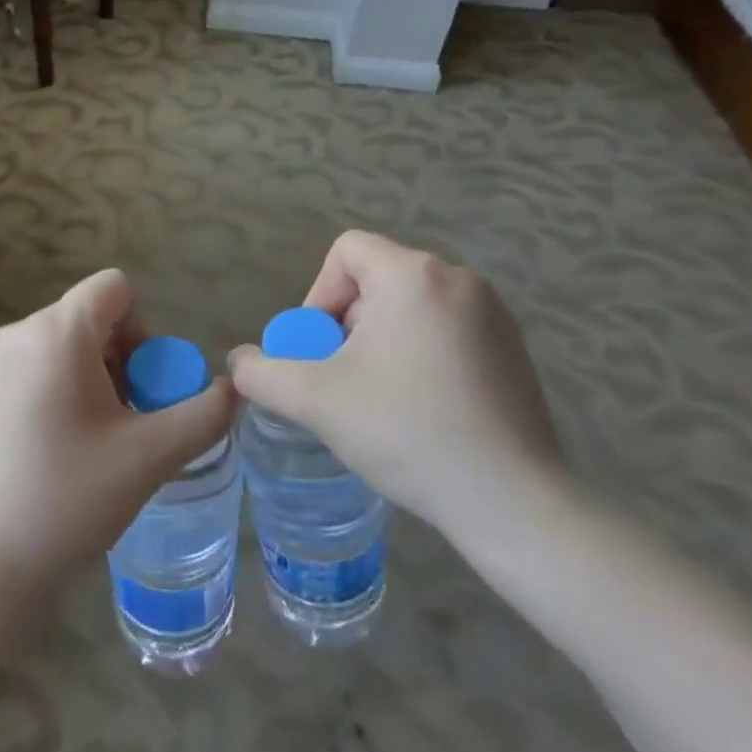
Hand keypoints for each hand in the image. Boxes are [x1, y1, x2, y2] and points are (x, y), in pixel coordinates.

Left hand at [0, 269, 238, 597]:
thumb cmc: (66, 502)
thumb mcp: (149, 458)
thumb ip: (203, 415)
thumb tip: (233, 391)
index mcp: (57, 333)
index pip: (113, 289)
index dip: (142, 329)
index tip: (140, 388)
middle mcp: (13, 335)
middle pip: (84, 320)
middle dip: (115, 361)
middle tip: (120, 425)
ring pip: (51, 349)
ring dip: (81, 381)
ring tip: (83, 447)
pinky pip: (19, 374)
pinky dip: (43, 397)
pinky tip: (40, 460)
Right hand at [228, 231, 563, 556]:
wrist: (511, 500)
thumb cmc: (407, 432)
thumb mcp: (316, 400)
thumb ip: (263, 373)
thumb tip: (238, 362)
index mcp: (413, 274)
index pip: (347, 251)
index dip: (319, 294)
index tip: (320, 349)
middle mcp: (458, 278)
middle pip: (378, 279)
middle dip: (349, 324)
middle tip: (345, 379)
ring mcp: (493, 312)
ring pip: (411, 304)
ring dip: (383, 340)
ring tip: (382, 397)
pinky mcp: (513, 346)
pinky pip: (447, 328)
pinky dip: (422, 352)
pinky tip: (425, 407)